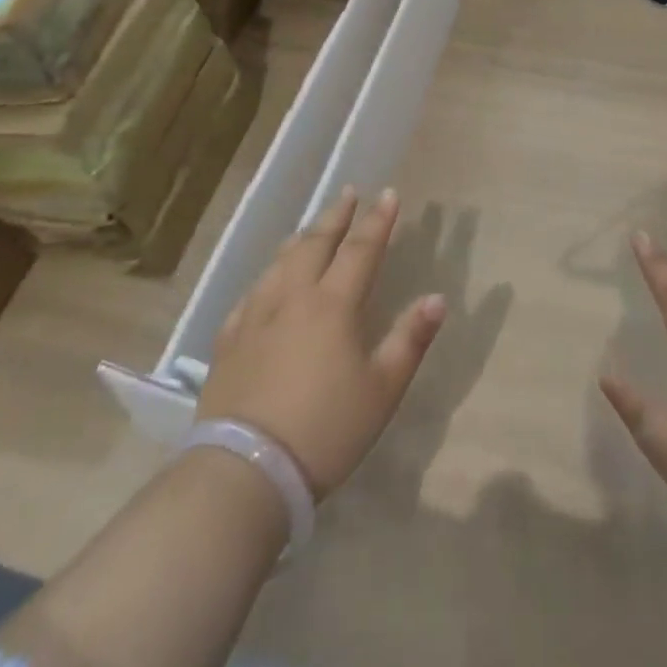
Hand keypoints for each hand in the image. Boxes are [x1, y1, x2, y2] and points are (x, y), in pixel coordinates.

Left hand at [197, 188, 446, 497]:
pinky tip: (268, 280)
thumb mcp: (382, 390)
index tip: (389, 194)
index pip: (361, 249)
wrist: (243, 473)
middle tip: (348, 193)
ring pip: (280, 262)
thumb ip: (410, 340)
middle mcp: (293, 297)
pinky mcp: (228, 342)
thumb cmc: (324, 430)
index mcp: (333, 304)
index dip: (378, 220)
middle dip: (336, 216)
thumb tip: (438, 298)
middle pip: (316, 244)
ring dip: (301, 238)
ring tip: (311, 227)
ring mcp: (255, 317)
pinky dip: (268, 275)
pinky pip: (251, 293)